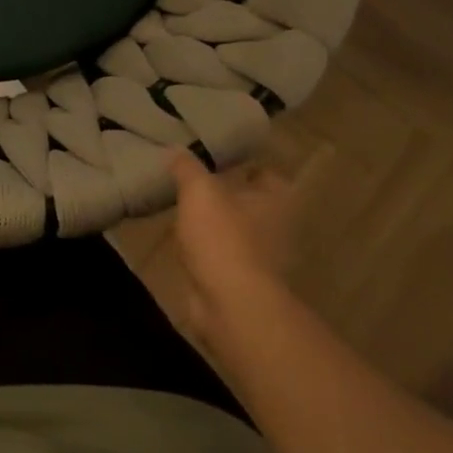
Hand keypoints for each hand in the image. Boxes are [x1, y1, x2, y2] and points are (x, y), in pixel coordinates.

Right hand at [168, 151, 299, 352]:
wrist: (232, 304)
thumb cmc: (223, 238)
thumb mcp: (199, 192)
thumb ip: (187, 168)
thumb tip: (175, 148)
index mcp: (277, 199)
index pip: (264, 172)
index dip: (240, 165)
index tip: (212, 162)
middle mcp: (278, 226)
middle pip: (249, 203)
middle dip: (224, 197)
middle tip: (191, 187)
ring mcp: (263, 258)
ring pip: (235, 232)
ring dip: (214, 227)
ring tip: (181, 215)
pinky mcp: (244, 282)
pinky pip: (223, 258)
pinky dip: (207, 253)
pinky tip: (184, 247)